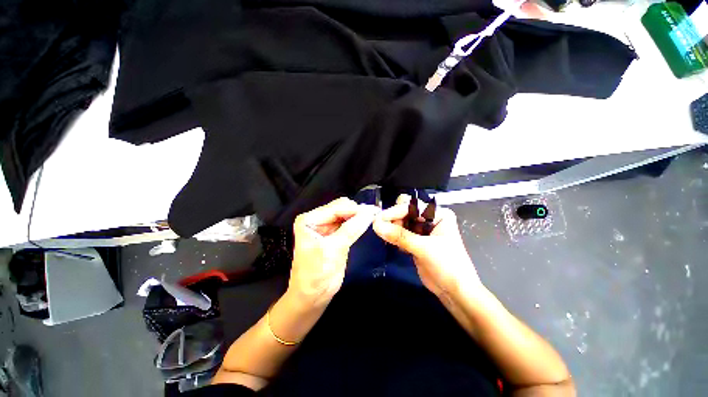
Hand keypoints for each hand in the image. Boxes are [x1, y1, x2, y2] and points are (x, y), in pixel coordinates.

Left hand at [289, 198, 379, 306]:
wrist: (313, 297)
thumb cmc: (317, 274)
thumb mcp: (333, 250)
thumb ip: (351, 229)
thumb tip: (370, 212)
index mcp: (309, 219)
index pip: (335, 208)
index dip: (354, 209)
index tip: (374, 211)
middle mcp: (317, 219)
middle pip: (340, 208)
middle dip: (357, 211)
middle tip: (374, 215)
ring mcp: (326, 226)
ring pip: (345, 214)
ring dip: (358, 216)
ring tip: (373, 217)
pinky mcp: (334, 234)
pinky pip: (348, 223)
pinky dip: (357, 223)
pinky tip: (366, 223)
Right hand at [372, 194, 480, 297]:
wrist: (455, 292)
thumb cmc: (447, 266)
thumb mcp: (424, 248)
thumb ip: (399, 236)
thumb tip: (376, 225)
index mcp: (438, 215)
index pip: (411, 207)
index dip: (394, 212)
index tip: (378, 220)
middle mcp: (430, 219)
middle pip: (405, 212)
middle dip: (393, 219)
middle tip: (381, 228)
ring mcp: (422, 231)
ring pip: (400, 223)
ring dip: (392, 228)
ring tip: (387, 238)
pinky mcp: (415, 241)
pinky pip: (400, 234)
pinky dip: (394, 237)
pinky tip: (393, 244)